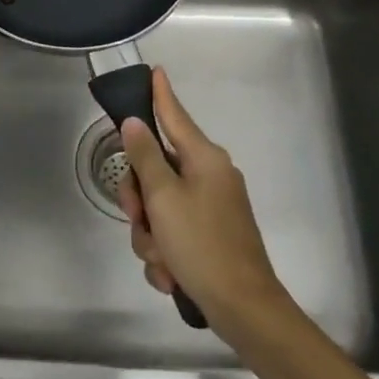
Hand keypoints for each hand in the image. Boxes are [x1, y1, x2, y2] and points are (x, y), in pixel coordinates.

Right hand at [117, 69, 290, 334]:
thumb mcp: (164, 198)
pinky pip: (172, 234)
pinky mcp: (208, 237)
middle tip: (139, 218)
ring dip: (150, 236)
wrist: (243, 308)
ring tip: (162, 259)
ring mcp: (211, 208)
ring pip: (159, 208)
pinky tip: (172, 275)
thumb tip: (135, 123)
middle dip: (140, 201)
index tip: (155, 70)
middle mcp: (209, 177)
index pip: (174, 116)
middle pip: (156, 170)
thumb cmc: (202, 245)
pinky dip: (165, 255)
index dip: (160, 94)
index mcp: (204, 159)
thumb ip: (145, 157)